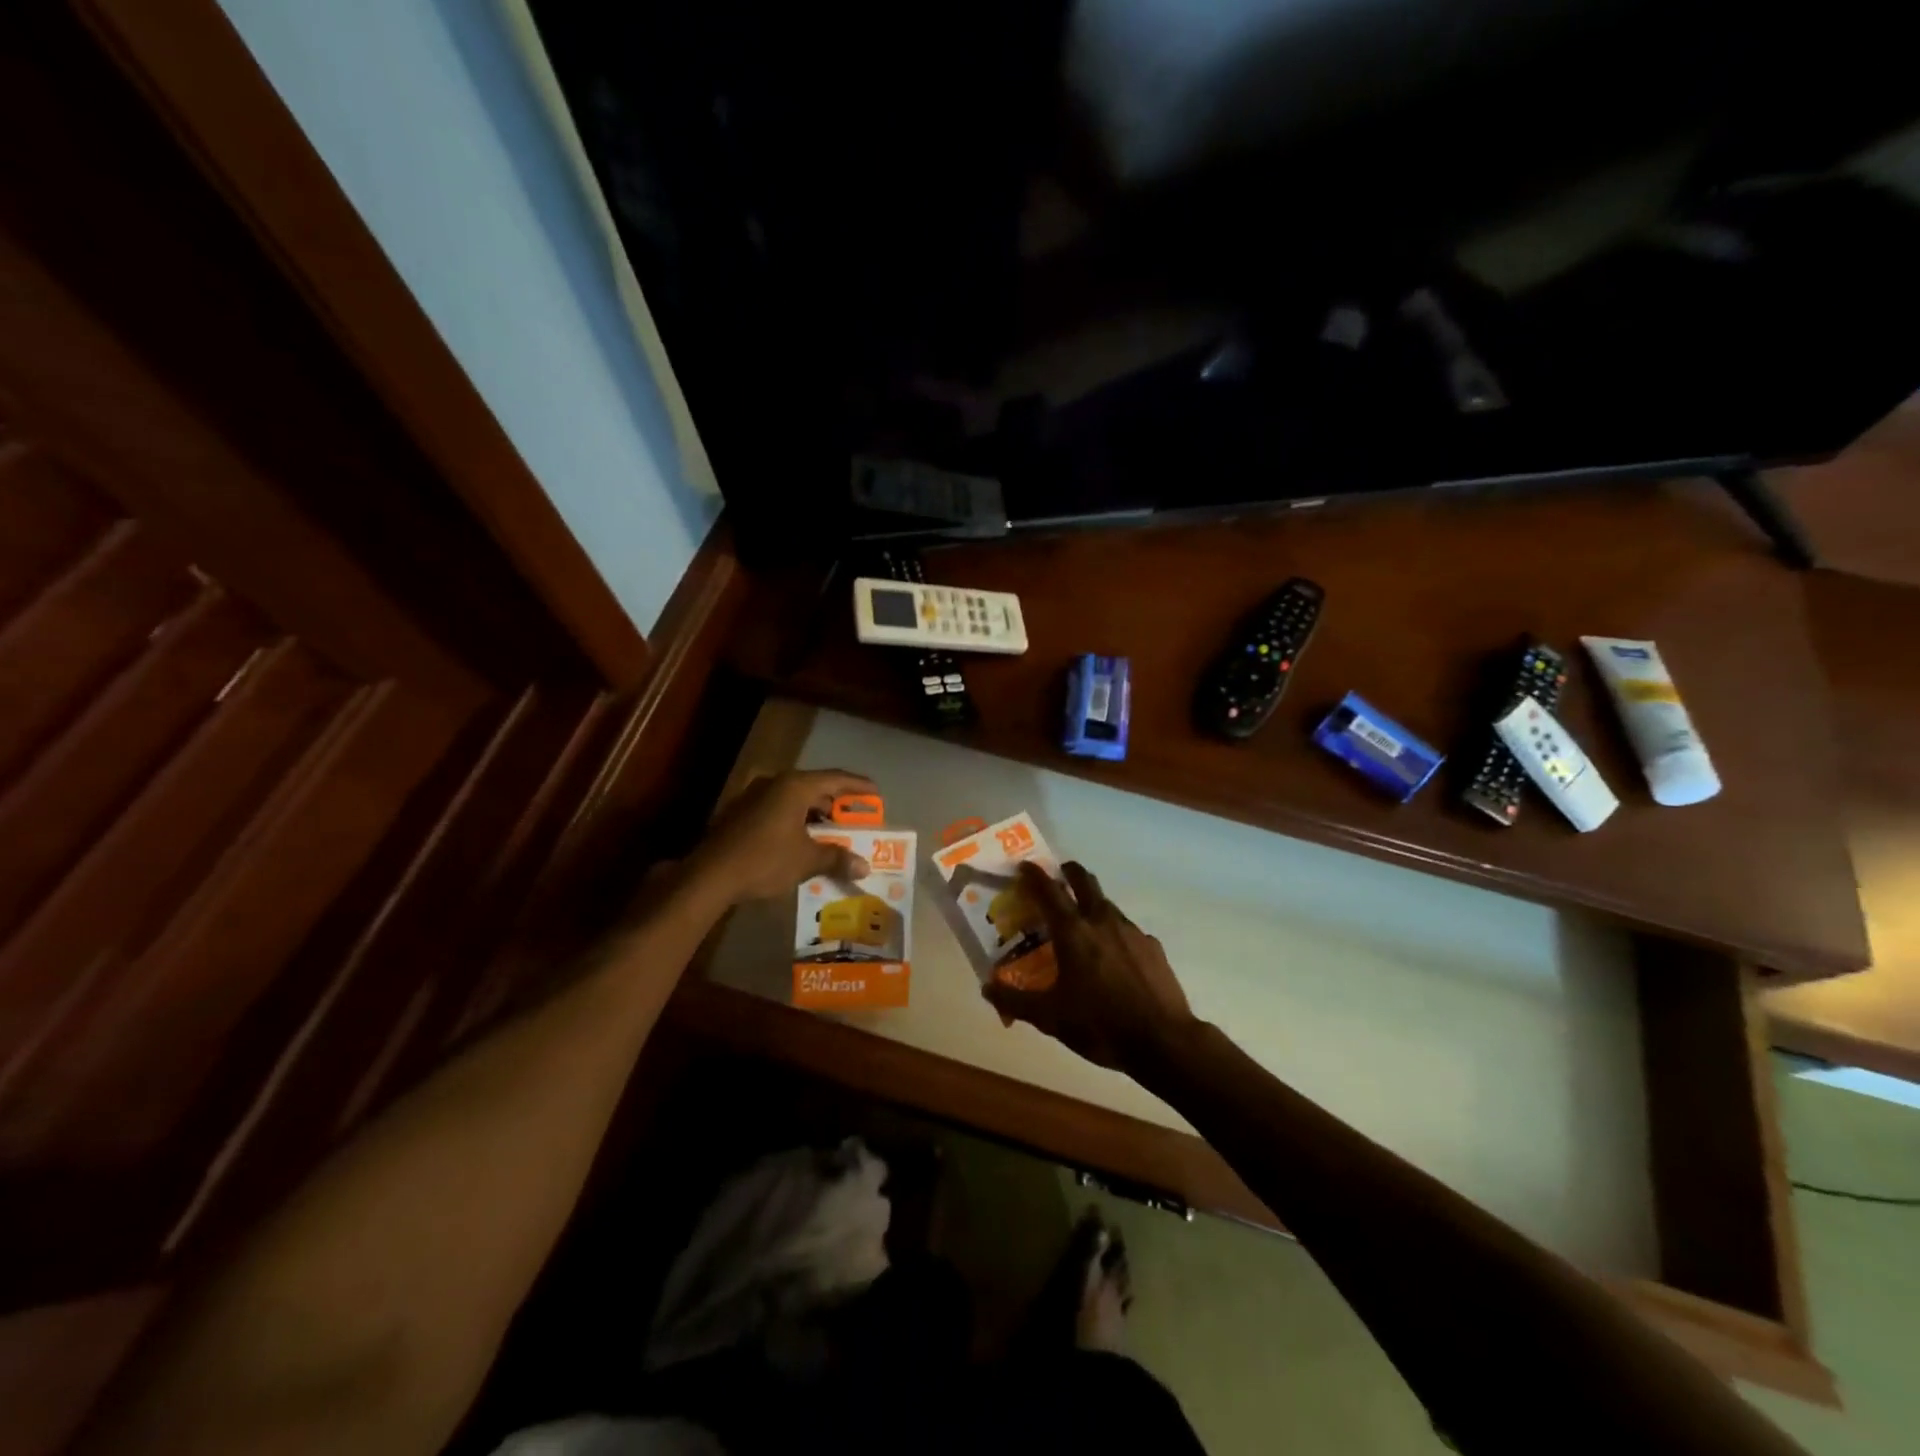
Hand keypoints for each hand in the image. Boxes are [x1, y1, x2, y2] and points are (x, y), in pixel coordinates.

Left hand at [687, 769, 878, 904]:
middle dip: (837, 803)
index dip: (859, 786)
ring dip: (815, 813)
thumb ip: (837, 858)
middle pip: (815, 787)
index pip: (836, 778)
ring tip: (831, 833)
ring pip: (794, 799)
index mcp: (795, 786)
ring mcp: (754, 796)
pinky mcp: (741, 812)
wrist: (709, 875)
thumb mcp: (806, 860)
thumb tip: (864, 867)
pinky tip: (801, 840)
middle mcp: (775, 783)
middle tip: (855, 819)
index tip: (877, 794)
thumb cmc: (765, 860)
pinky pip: (778, 809)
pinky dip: (796, 820)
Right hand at [983, 861, 1197, 1072]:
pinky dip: (1113, 933)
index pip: (1049, 891)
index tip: (1025, 866)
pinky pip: (1127, 930)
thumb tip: (987, 988)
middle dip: (1069, 872)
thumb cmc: (1100, 1025)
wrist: (1163, 1041)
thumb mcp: (1050, 1018)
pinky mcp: (1153, 947)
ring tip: (1082, 924)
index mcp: (1073, 932)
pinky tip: (1112, 957)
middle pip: (1084, 881)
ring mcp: (1132, 931)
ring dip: (1091, 904)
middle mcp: (1102, 921)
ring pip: (1106, 905)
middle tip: (1058, 876)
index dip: (1034, 875)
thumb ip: (1016, 1001)